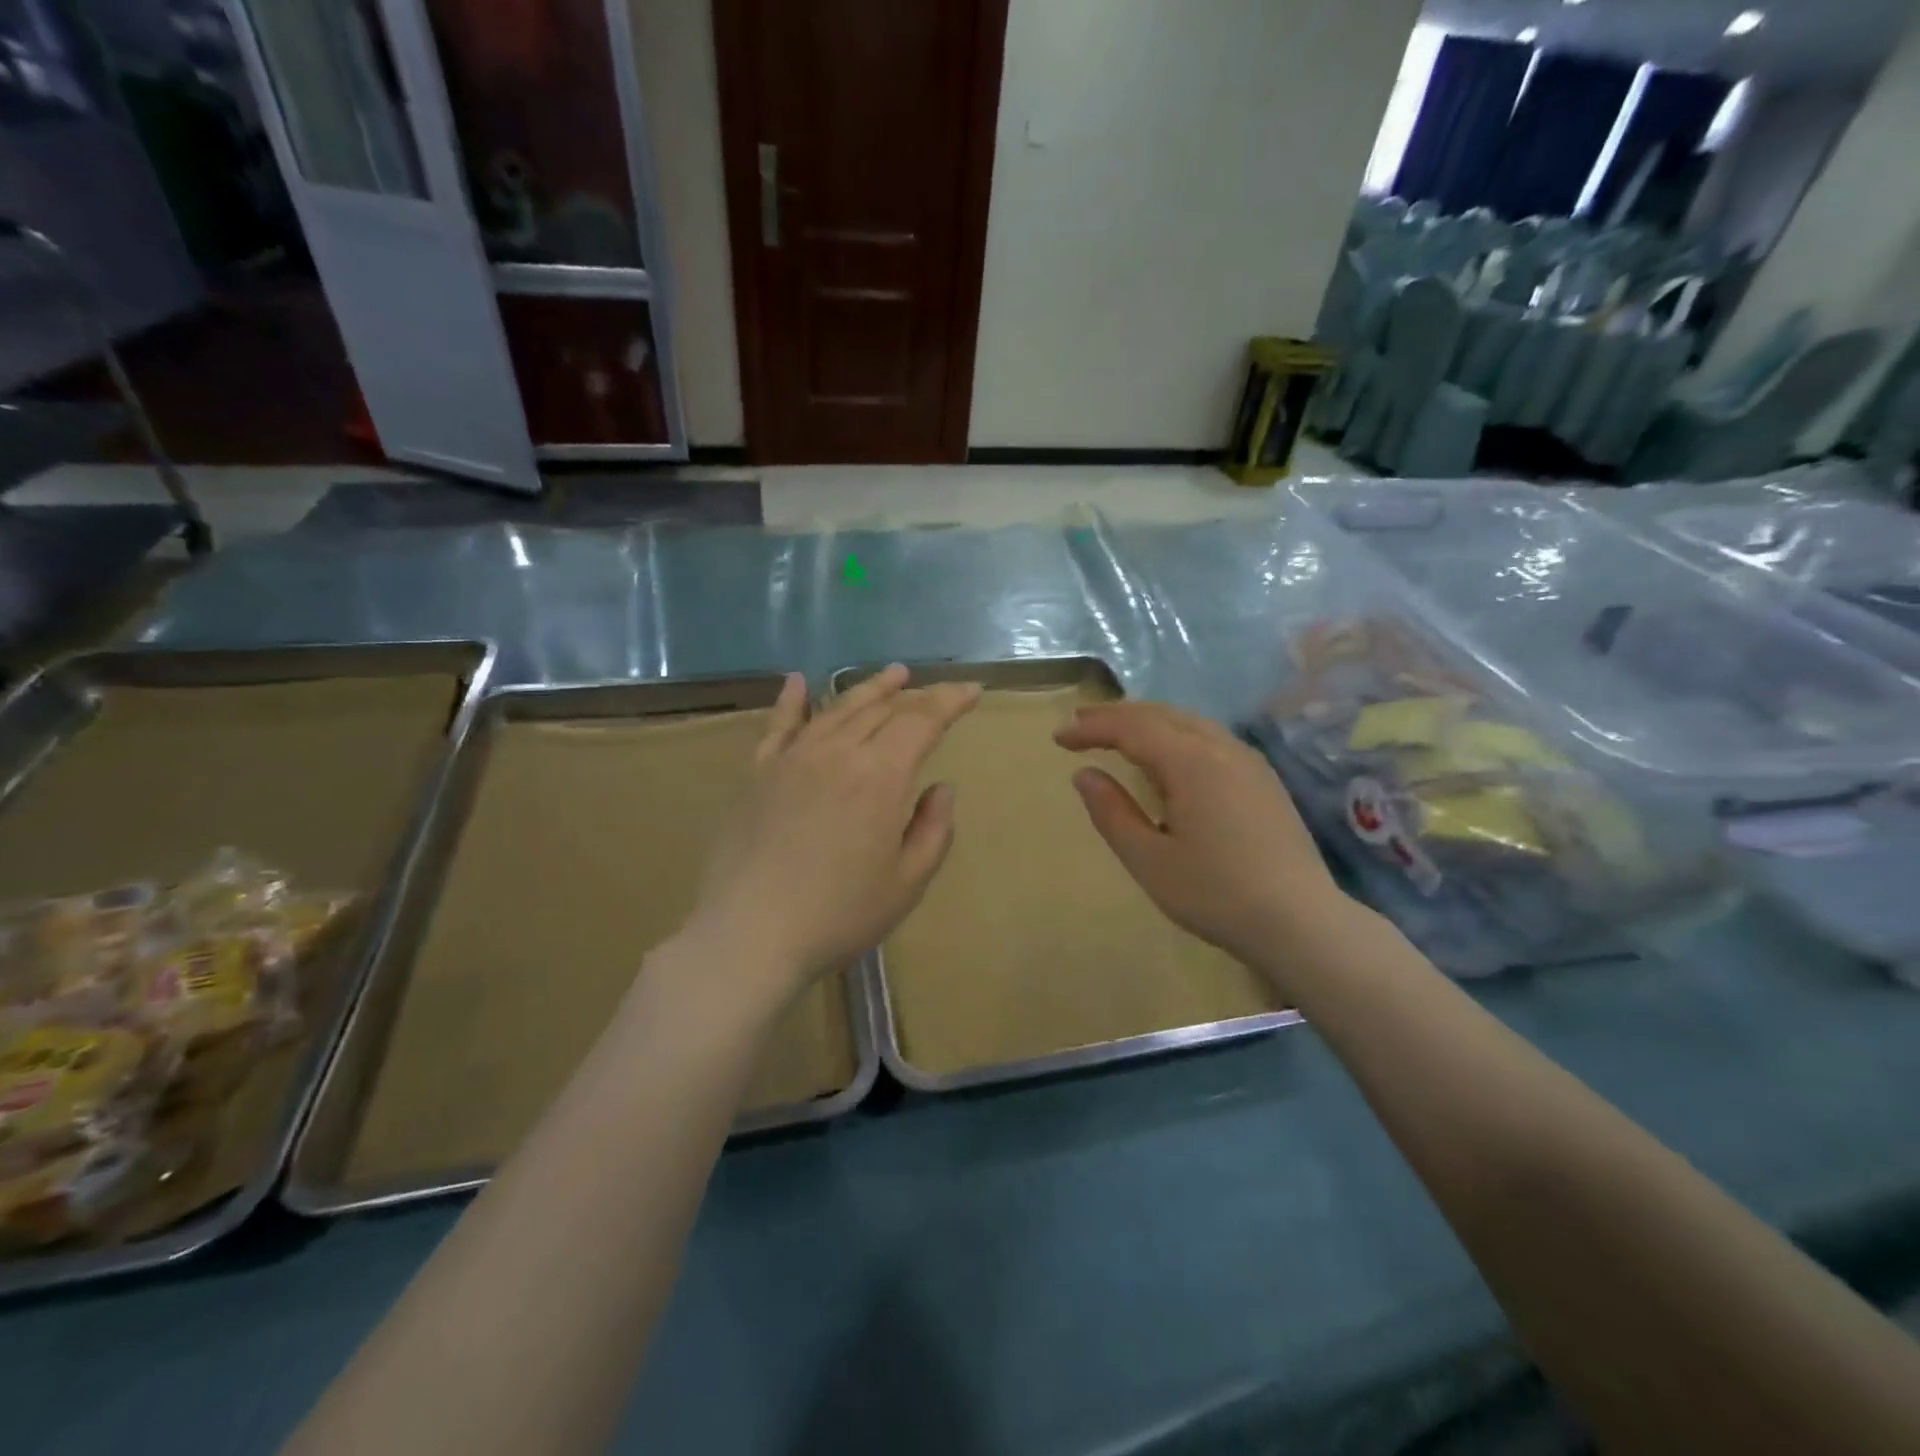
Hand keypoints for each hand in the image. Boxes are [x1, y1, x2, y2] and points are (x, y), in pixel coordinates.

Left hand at [685, 665, 981, 1006]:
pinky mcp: (757, 773)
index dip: (950, 702)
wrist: (750, 935)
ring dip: (869, 688)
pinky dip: (791, 700)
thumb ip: (933, 829)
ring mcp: (792, 758)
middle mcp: (837, 752)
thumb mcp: (907, 882)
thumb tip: (940, 787)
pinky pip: (779, 725)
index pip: (922, 721)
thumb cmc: (839, 915)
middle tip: (937, 690)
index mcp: (880, 776)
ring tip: (892, 675)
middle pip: (882, 709)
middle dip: (915, 694)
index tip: (972, 692)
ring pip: (837, 708)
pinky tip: (798, 681)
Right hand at [1054, 701, 1360, 977]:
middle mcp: (1221, 748)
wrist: (1301, 922)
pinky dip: (1175, 734)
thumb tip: (1084, 775)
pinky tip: (1167, 756)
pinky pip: (1209, 737)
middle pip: (1160, 714)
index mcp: (1191, 762)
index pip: (1131, 728)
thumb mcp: (1149, 860)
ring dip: (1147, 721)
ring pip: (1188, 722)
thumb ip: (1111, 813)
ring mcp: (1248, 761)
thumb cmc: (1216, 894)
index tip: (1058, 738)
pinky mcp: (1262, 779)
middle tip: (1080, 725)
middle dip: (1116, 715)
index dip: (1091, 727)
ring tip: (1116, 734)